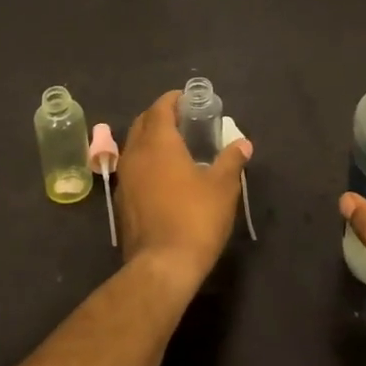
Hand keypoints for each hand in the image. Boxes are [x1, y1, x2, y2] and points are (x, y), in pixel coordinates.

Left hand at [116, 91, 250, 295]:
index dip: (173, 100)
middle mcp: (135, 154)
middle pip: (142, 123)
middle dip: (160, 115)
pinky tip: (164, 175)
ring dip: (151, 139)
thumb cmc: (195, 218)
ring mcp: (124, 178)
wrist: (162, 266)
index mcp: (158, 143)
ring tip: (175, 146)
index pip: (160, 108)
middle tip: (183, 120)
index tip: (188, 99)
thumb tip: (243, 143)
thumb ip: (232, 160)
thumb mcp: (223, 187)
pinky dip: (146, 161)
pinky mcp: (122, 201)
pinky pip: (132, 168)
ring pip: (134, 146)